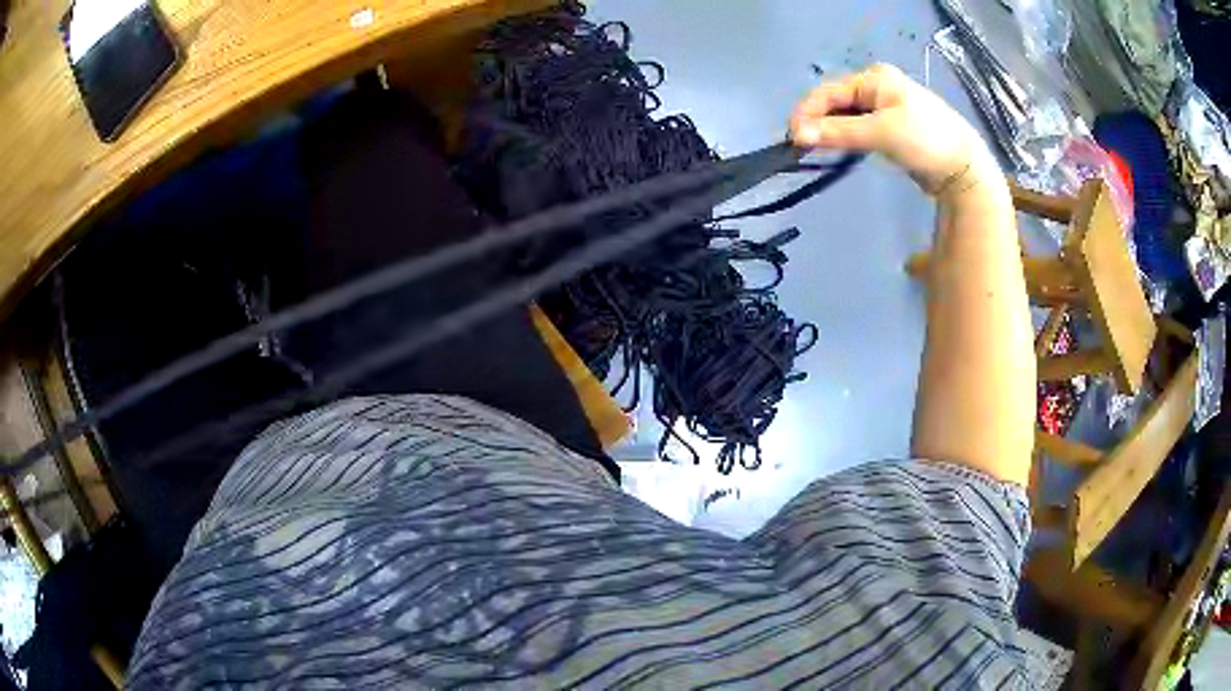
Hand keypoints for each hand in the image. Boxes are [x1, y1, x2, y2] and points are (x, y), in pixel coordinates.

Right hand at [790, 64, 992, 198]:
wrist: (964, 167)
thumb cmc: (925, 140)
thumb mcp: (881, 133)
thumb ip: (839, 133)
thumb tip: (797, 135)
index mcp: (874, 78)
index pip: (830, 92)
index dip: (807, 112)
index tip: (791, 137)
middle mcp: (877, 86)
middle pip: (837, 102)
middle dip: (818, 121)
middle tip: (801, 146)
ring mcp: (885, 106)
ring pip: (847, 115)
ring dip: (831, 130)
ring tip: (815, 148)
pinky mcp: (891, 126)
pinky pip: (859, 127)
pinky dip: (847, 136)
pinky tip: (838, 147)